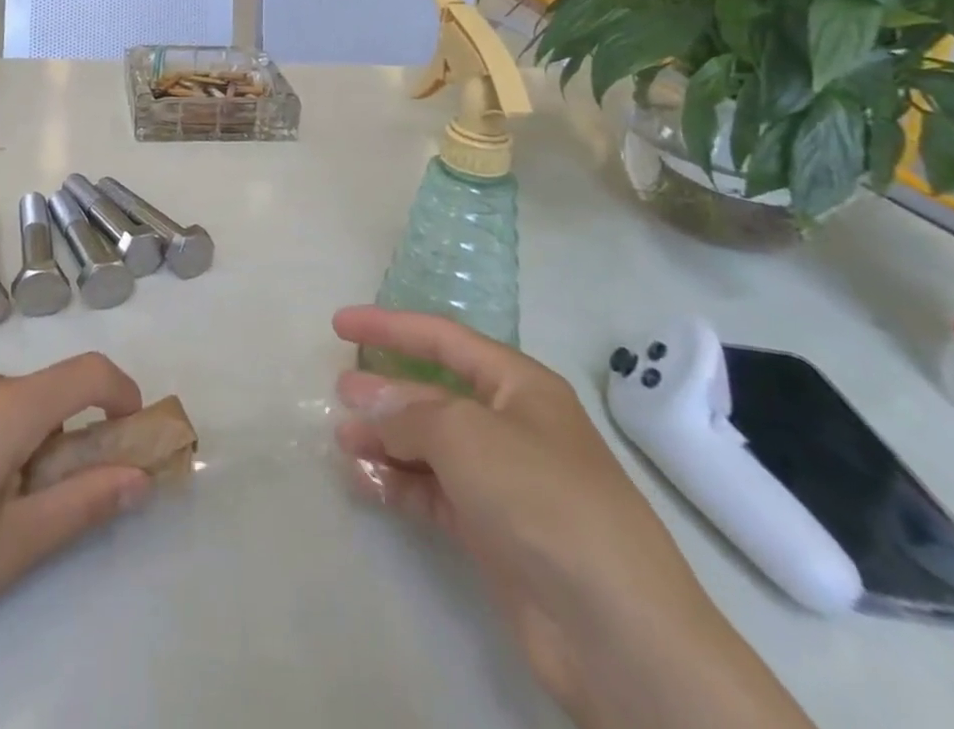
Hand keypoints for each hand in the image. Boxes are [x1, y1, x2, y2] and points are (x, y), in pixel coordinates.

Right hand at [332, 308, 813, 728]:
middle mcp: (511, 426)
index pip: (443, 338)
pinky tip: (365, 483)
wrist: (615, 629)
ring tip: (342, 441)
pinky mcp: (494, 533)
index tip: (340, 324)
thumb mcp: (465, 434)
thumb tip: (367, 404)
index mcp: (519, 385)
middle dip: (386, 390)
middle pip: (435, 393)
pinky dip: (400, 485)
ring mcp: (504, 482)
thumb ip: (408, 413)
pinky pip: (435, 493)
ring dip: (386, 440)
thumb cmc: (540, 497)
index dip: (390, 326)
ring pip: (431, 446)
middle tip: (338, 391)